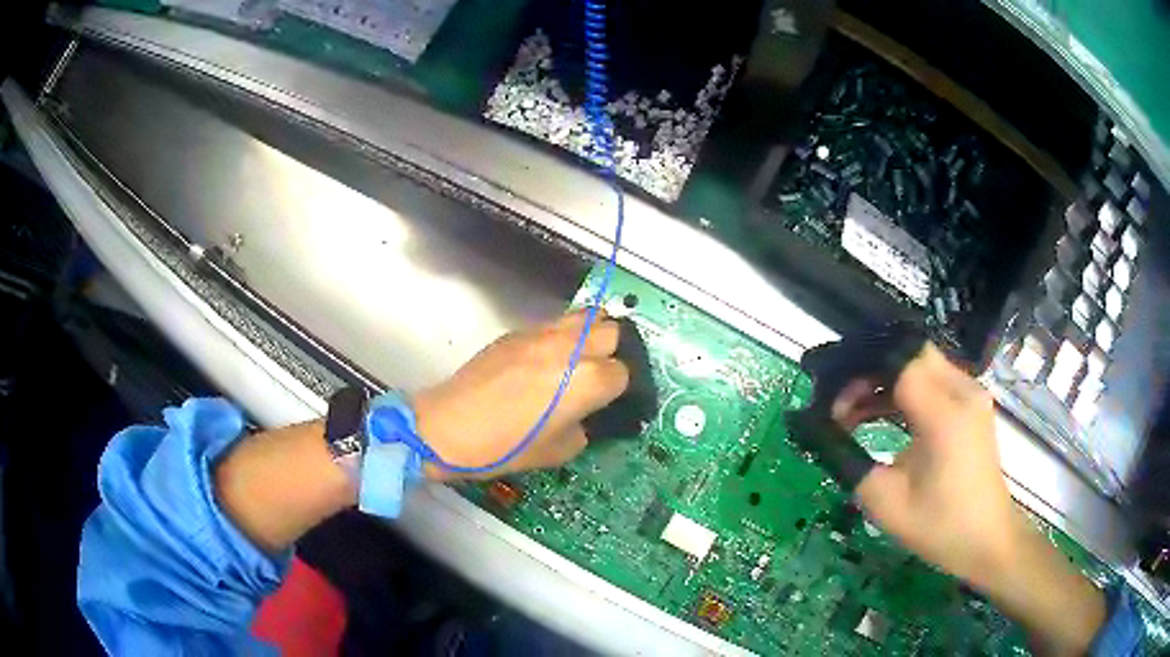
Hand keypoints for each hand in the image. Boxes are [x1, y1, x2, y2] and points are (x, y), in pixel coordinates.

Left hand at [414, 309, 628, 479]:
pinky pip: (552, 325)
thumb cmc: (505, 447)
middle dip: (611, 353)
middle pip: (611, 332)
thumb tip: (583, 415)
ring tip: (577, 359)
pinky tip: (543, 361)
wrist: (448, 427)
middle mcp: (571, 347)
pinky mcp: (517, 331)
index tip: (604, 403)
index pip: (622, 373)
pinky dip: (560, 338)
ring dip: (590, 335)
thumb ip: (582, 428)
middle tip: (596, 376)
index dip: (617, 391)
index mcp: (588, 380)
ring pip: (585, 316)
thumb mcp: (558, 451)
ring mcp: (542, 334)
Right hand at [838, 344, 1019, 586]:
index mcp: (944, 414)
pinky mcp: (971, 404)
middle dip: (869, 370)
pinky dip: (903, 390)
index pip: (897, 363)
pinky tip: (881, 415)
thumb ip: (852, 462)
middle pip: (910, 353)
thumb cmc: (940, 528)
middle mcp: (962, 391)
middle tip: (840, 403)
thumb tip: (825, 433)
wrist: (988, 540)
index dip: (858, 373)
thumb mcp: (886, 503)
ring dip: (884, 380)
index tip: (829, 401)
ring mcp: (971, 394)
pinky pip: (932, 380)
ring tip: (852, 412)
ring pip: (920, 363)